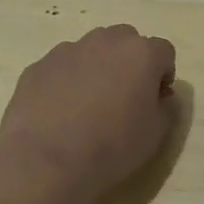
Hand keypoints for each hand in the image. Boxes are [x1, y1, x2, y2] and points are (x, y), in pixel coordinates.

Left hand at [0, 25, 177, 198]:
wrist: (46, 161)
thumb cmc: (112, 147)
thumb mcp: (156, 134)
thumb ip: (166, 107)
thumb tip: (161, 97)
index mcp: (140, 54)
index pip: (164, 51)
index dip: (163, 75)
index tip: (156, 100)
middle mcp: (105, 41)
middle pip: (126, 41)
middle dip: (129, 63)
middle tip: (124, 97)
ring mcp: (67, 50)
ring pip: (91, 50)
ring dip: (97, 68)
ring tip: (88, 105)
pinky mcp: (37, 66)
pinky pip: (61, 67)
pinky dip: (66, 81)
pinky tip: (60, 112)